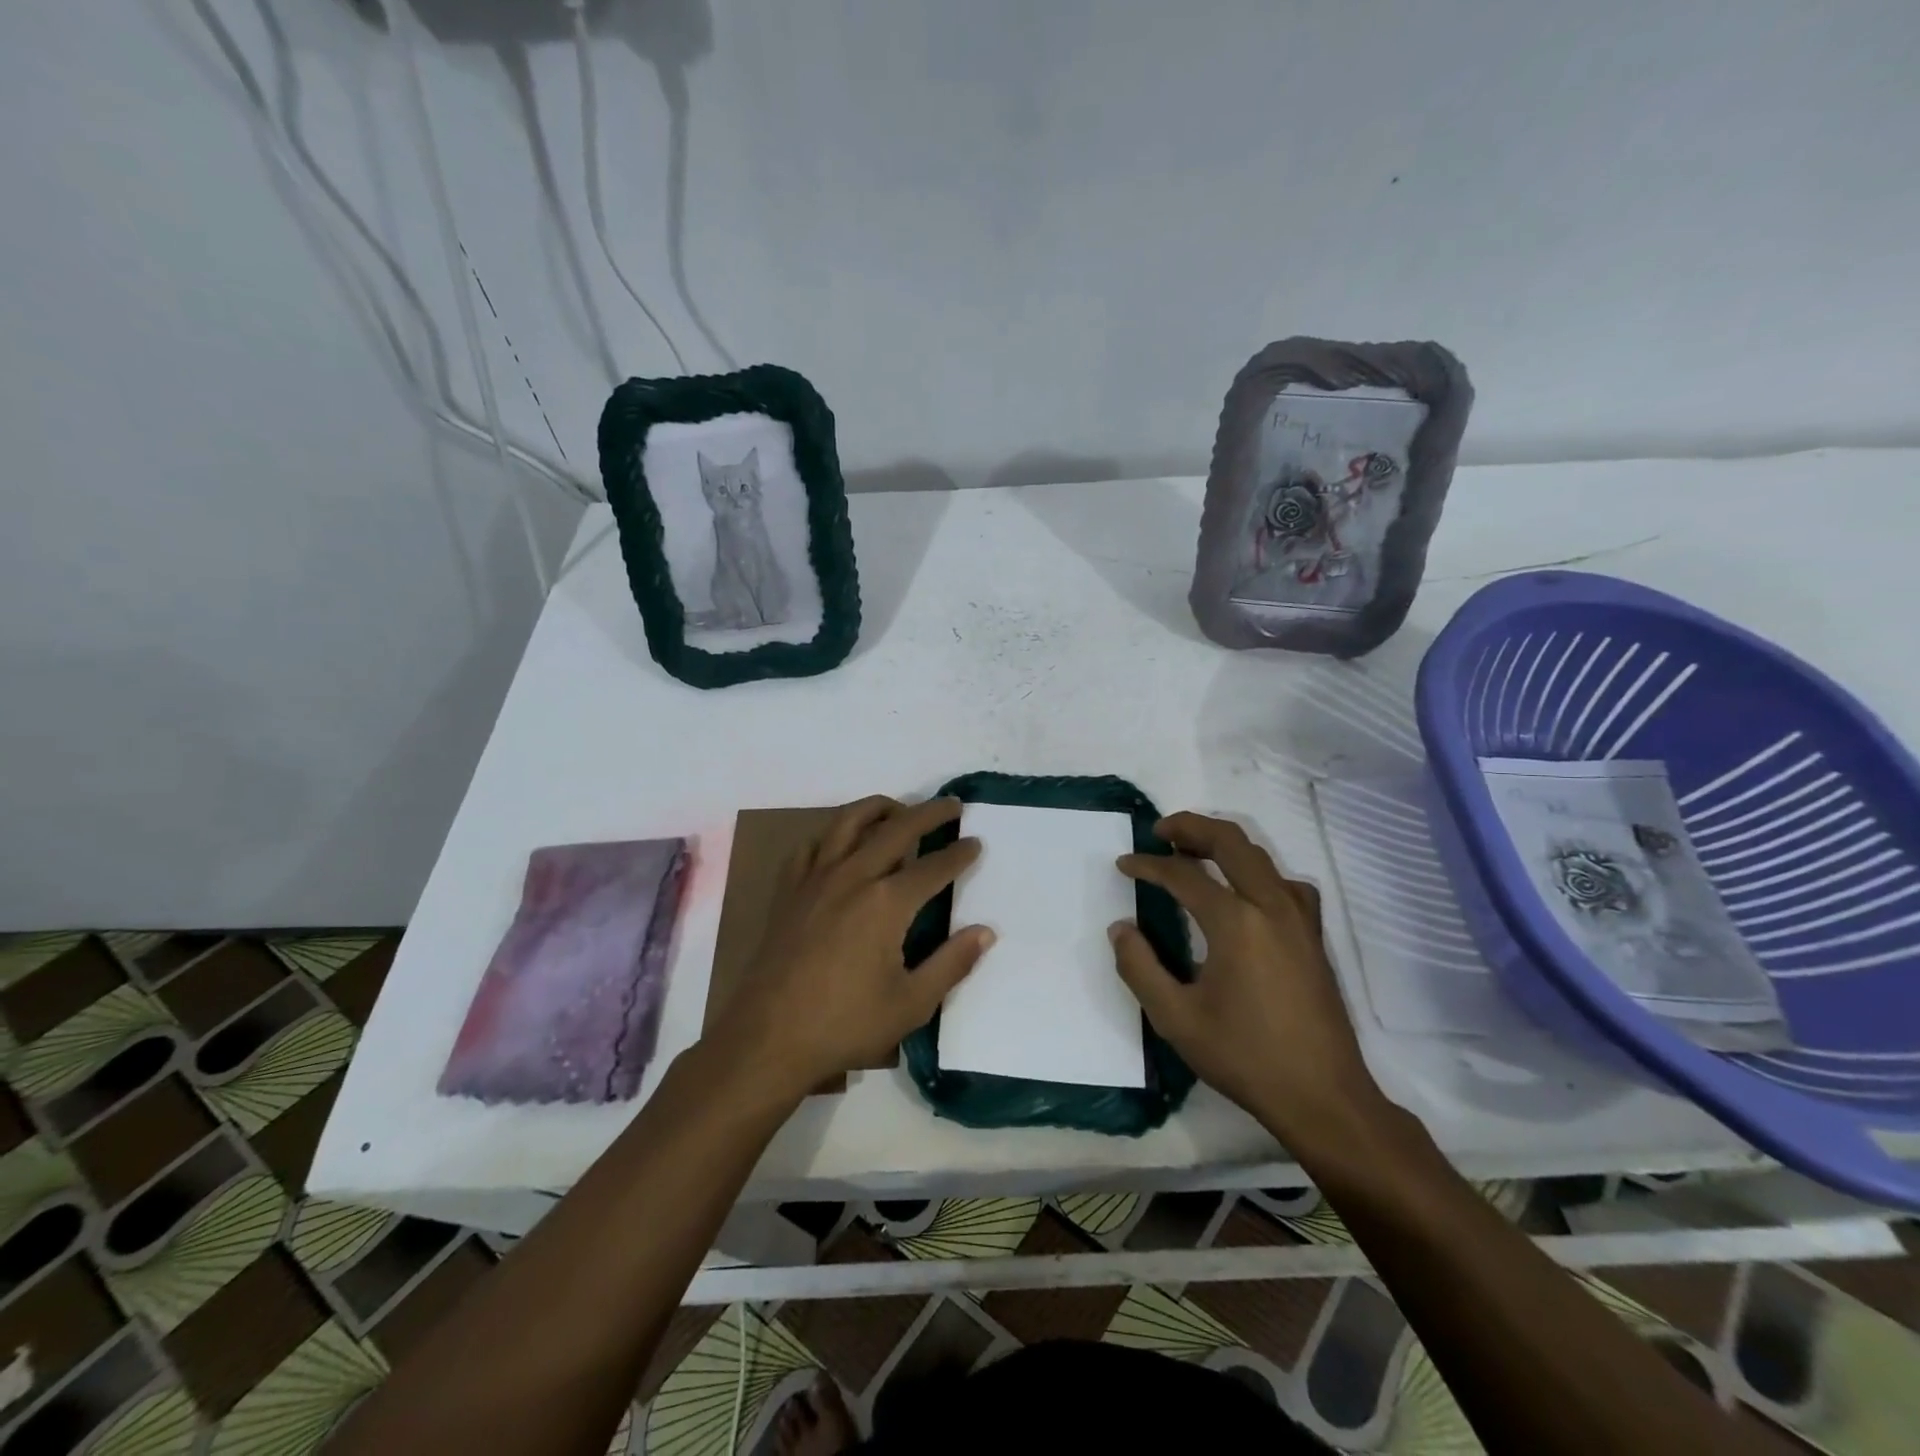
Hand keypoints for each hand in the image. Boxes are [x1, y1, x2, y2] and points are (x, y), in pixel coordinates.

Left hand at [712, 796, 993, 1099]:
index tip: (975, 842)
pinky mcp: (789, 891)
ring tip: (898, 809)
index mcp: (886, 903)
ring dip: (879, 808)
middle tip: (951, 805)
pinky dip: (832, 834)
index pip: (933, 866)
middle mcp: (852, 877)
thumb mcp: (911, 1003)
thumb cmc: (845, 1024)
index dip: (959, 853)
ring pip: (848, 823)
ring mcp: (815, 879)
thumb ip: (952, 963)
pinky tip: (841, 843)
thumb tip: (985, 931)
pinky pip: (811, 846)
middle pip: (896, 829)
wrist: (768, 1039)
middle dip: (929, 813)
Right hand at [1112, 812, 1385, 1149]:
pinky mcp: (1313, 936)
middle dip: (1191, 827)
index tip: (1124, 865)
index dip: (1148, 865)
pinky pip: (1286, 883)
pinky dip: (1259, 871)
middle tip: (1160, 831)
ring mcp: (1299, 919)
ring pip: (1261, 856)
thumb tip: (1120, 929)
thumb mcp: (1176, 1018)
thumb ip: (1139, 967)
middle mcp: (1271, 906)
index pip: (1183, 875)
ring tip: (1195, 851)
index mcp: (1235, 922)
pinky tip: (1248, 892)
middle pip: (1230, 842)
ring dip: (1224, 844)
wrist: (1323, 1096)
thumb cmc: (1245, 1056)